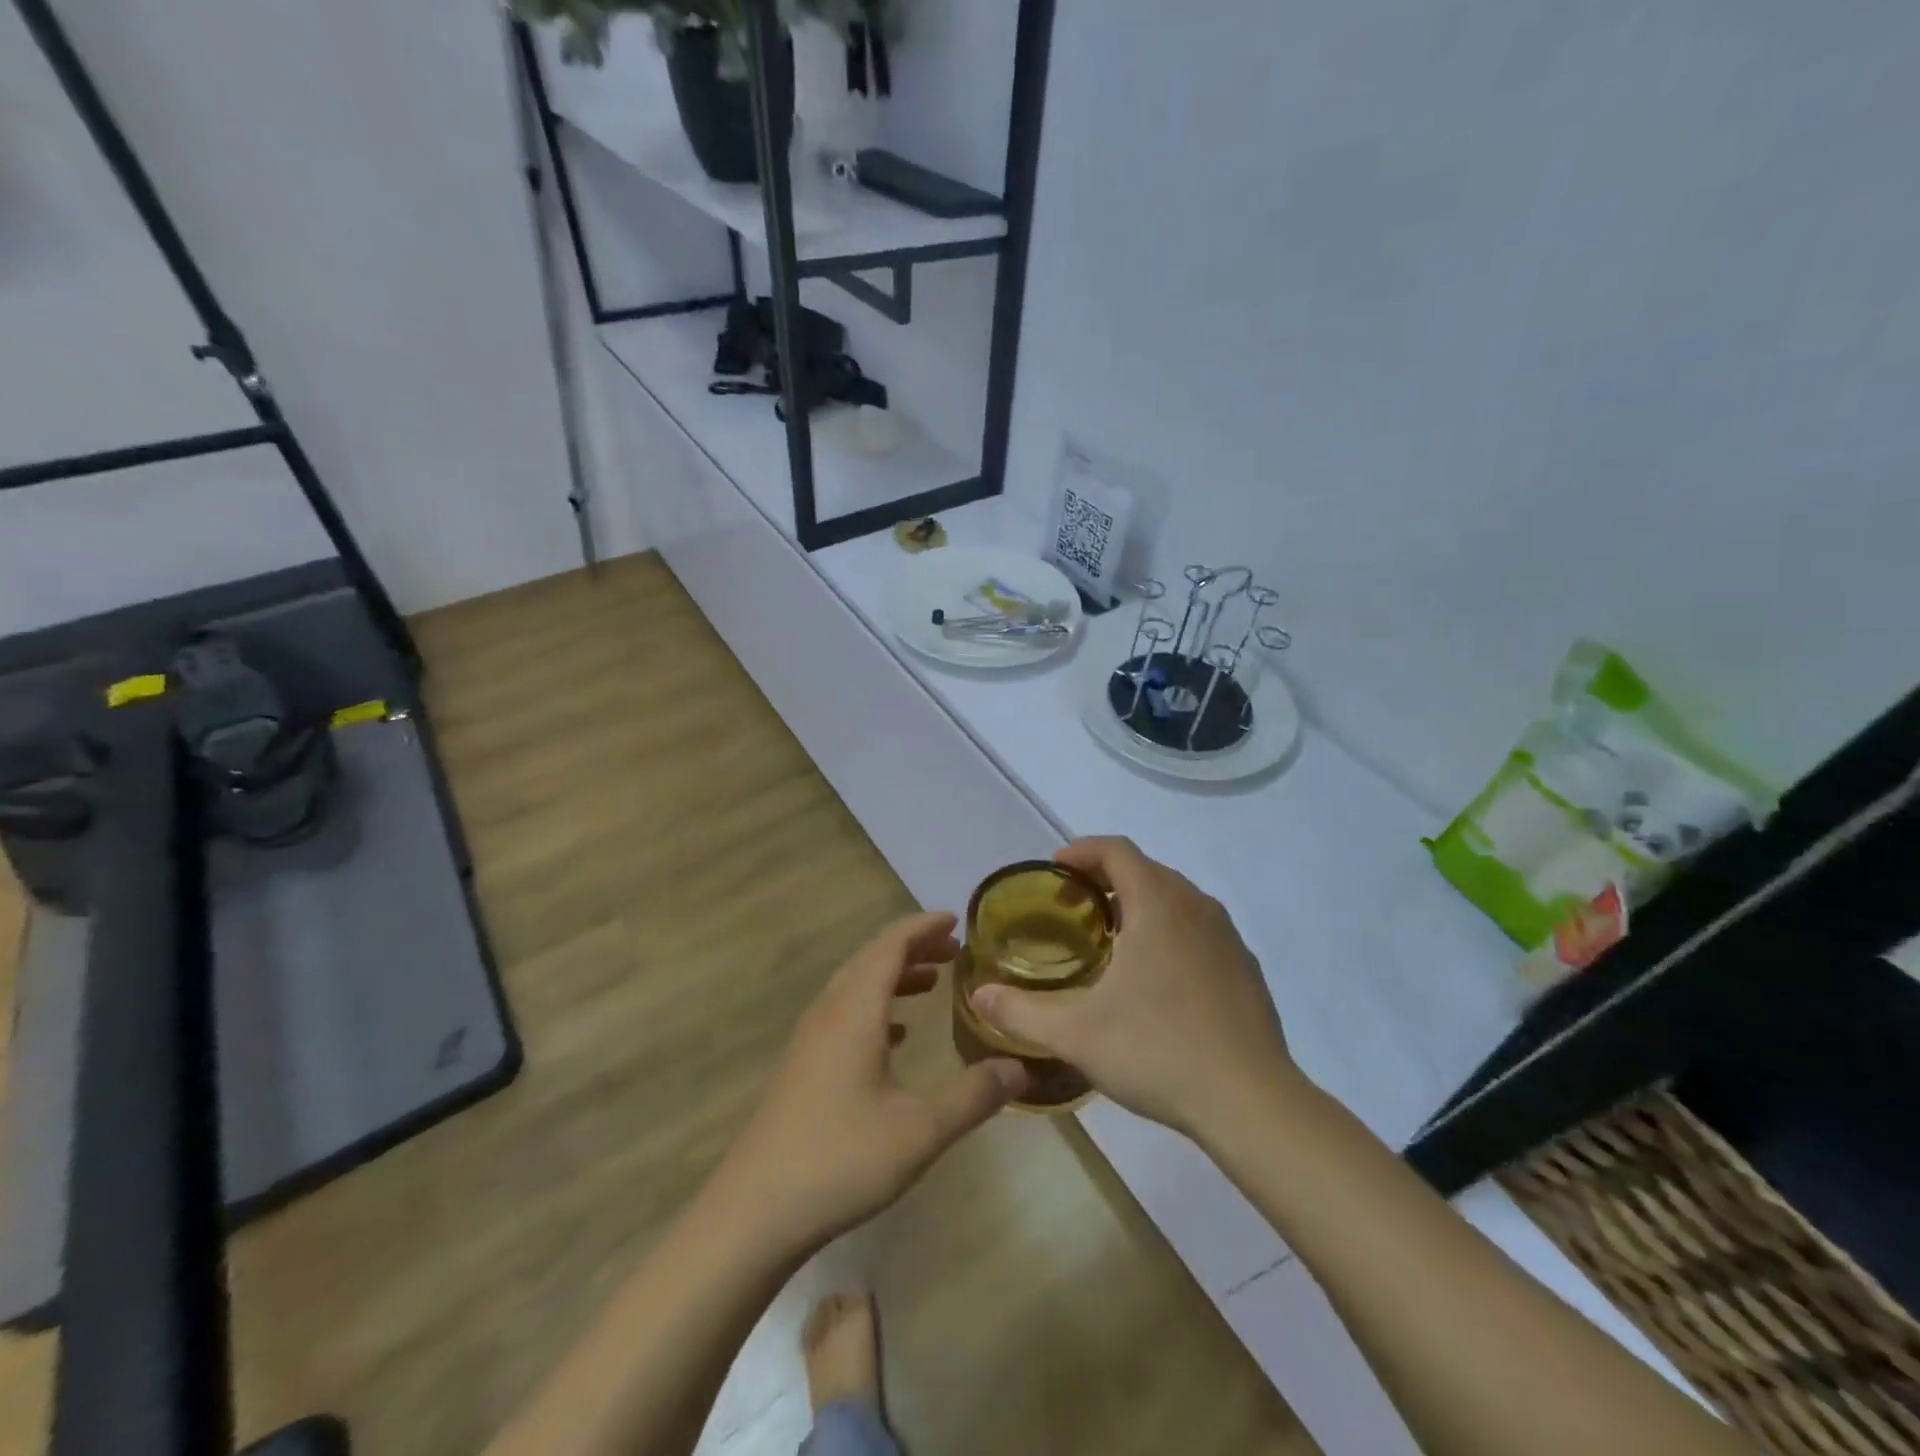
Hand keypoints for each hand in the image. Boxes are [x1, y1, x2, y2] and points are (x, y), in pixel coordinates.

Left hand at [720, 912, 1026, 1255]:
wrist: (754, 1211)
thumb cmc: (841, 1159)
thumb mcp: (921, 1130)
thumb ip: (974, 1096)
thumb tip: (1020, 1069)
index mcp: (855, 1011)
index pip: (891, 945)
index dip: (924, 927)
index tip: (957, 920)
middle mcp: (829, 1013)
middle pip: (872, 959)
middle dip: (913, 948)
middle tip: (954, 951)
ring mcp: (810, 1040)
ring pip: (855, 987)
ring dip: (893, 977)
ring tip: (931, 984)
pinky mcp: (802, 1067)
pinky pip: (844, 1015)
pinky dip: (875, 1008)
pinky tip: (895, 1035)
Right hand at [969, 837, 1297, 1139]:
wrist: (1252, 1103)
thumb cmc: (1159, 1051)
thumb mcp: (1077, 1034)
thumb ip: (1021, 1012)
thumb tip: (979, 994)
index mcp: (1158, 904)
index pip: (1116, 850)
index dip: (1081, 851)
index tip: (1053, 869)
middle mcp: (1196, 906)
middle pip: (1145, 870)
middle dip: (1104, 878)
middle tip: (1071, 908)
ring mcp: (1227, 937)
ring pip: (1174, 899)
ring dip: (1137, 905)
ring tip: (1108, 940)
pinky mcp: (1245, 967)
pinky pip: (1198, 928)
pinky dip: (1167, 931)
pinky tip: (1154, 979)